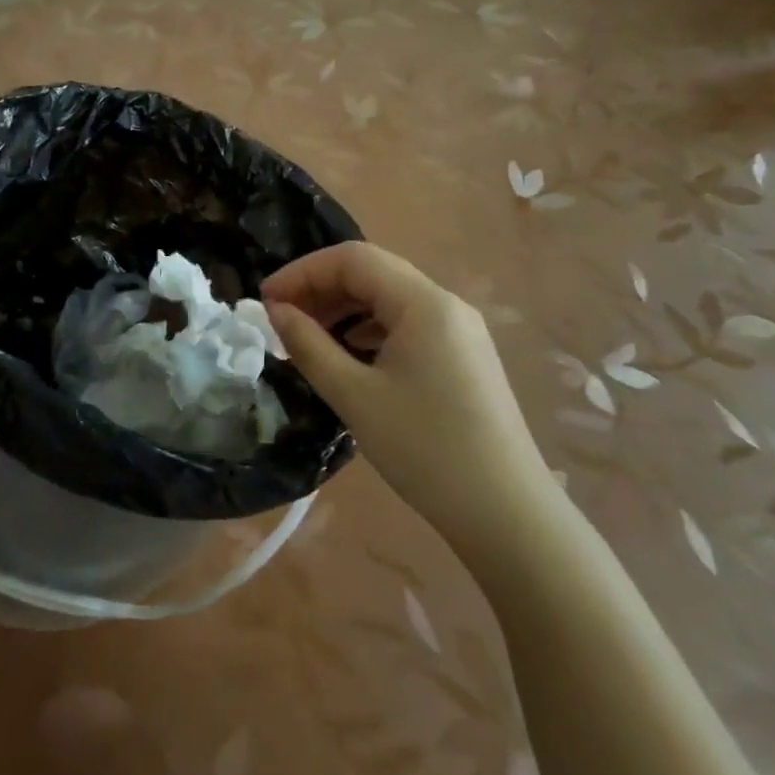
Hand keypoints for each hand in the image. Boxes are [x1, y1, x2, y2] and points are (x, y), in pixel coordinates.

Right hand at [263, 242, 555, 547]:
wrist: (508, 516)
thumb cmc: (425, 450)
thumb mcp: (354, 396)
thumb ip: (308, 345)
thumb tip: (276, 311)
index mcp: (424, 302)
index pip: (353, 259)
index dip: (303, 271)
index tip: (266, 300)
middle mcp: (446, 304)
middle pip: (372, 273)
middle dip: (321, 289)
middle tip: (280, 319)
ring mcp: (460, 330)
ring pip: (389, 299)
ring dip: (344, 310)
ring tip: (307, 339)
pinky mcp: (464, 356)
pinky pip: (407, 324)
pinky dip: (369, 330)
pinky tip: (349, 357)